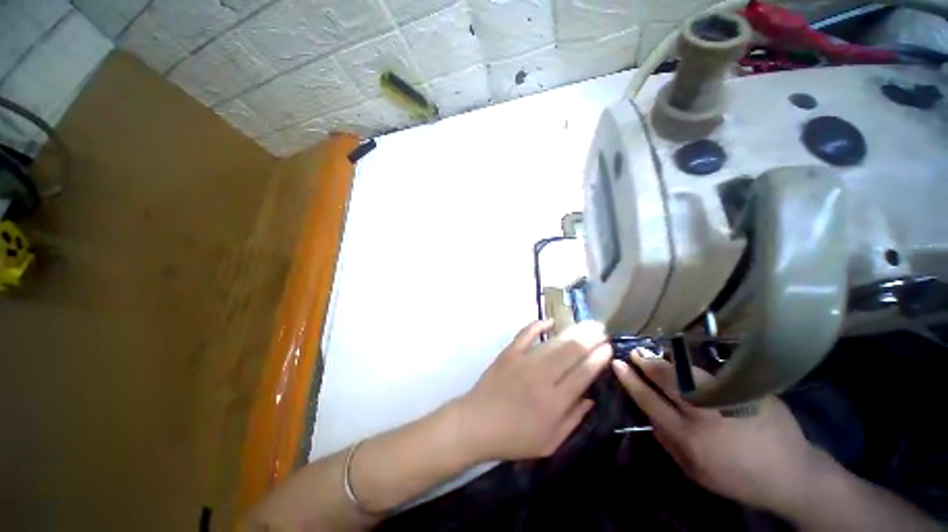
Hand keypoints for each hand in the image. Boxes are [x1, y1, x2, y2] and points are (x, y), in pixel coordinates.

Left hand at [456, 320, 612, 461]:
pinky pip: (525, 334)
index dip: (598, 358)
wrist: (477, 423)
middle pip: (571, 352)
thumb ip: (573, 419)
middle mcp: (542, 377)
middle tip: (601, 329)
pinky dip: (538, 325)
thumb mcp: (550, 442)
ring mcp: (524, 361)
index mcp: (555, 401)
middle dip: (590, 338)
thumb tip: (590, 398)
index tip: (608, 348)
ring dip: (572, 331)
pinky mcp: (509, 353)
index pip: (583, 373)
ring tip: (586, 324)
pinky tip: (550, 321)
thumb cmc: (514, 438)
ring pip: (553, 342)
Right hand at [612, 349, 825, 511]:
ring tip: (655, 353)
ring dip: (667, 360)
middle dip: (646, 362)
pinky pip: (713, 373)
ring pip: (689, 371)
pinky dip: (694, 365)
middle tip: (635, 352)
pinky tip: (686, 360)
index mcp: (689, 436)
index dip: (631, 380)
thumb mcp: (695, 471)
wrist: (791, 473)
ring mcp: (728, 398)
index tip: (618, 364)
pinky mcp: (748, 390)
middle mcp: (705, 413)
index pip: (649, 400)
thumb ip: (667, 442)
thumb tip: (649, 415)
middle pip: (667, 379)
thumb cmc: (737, 477)